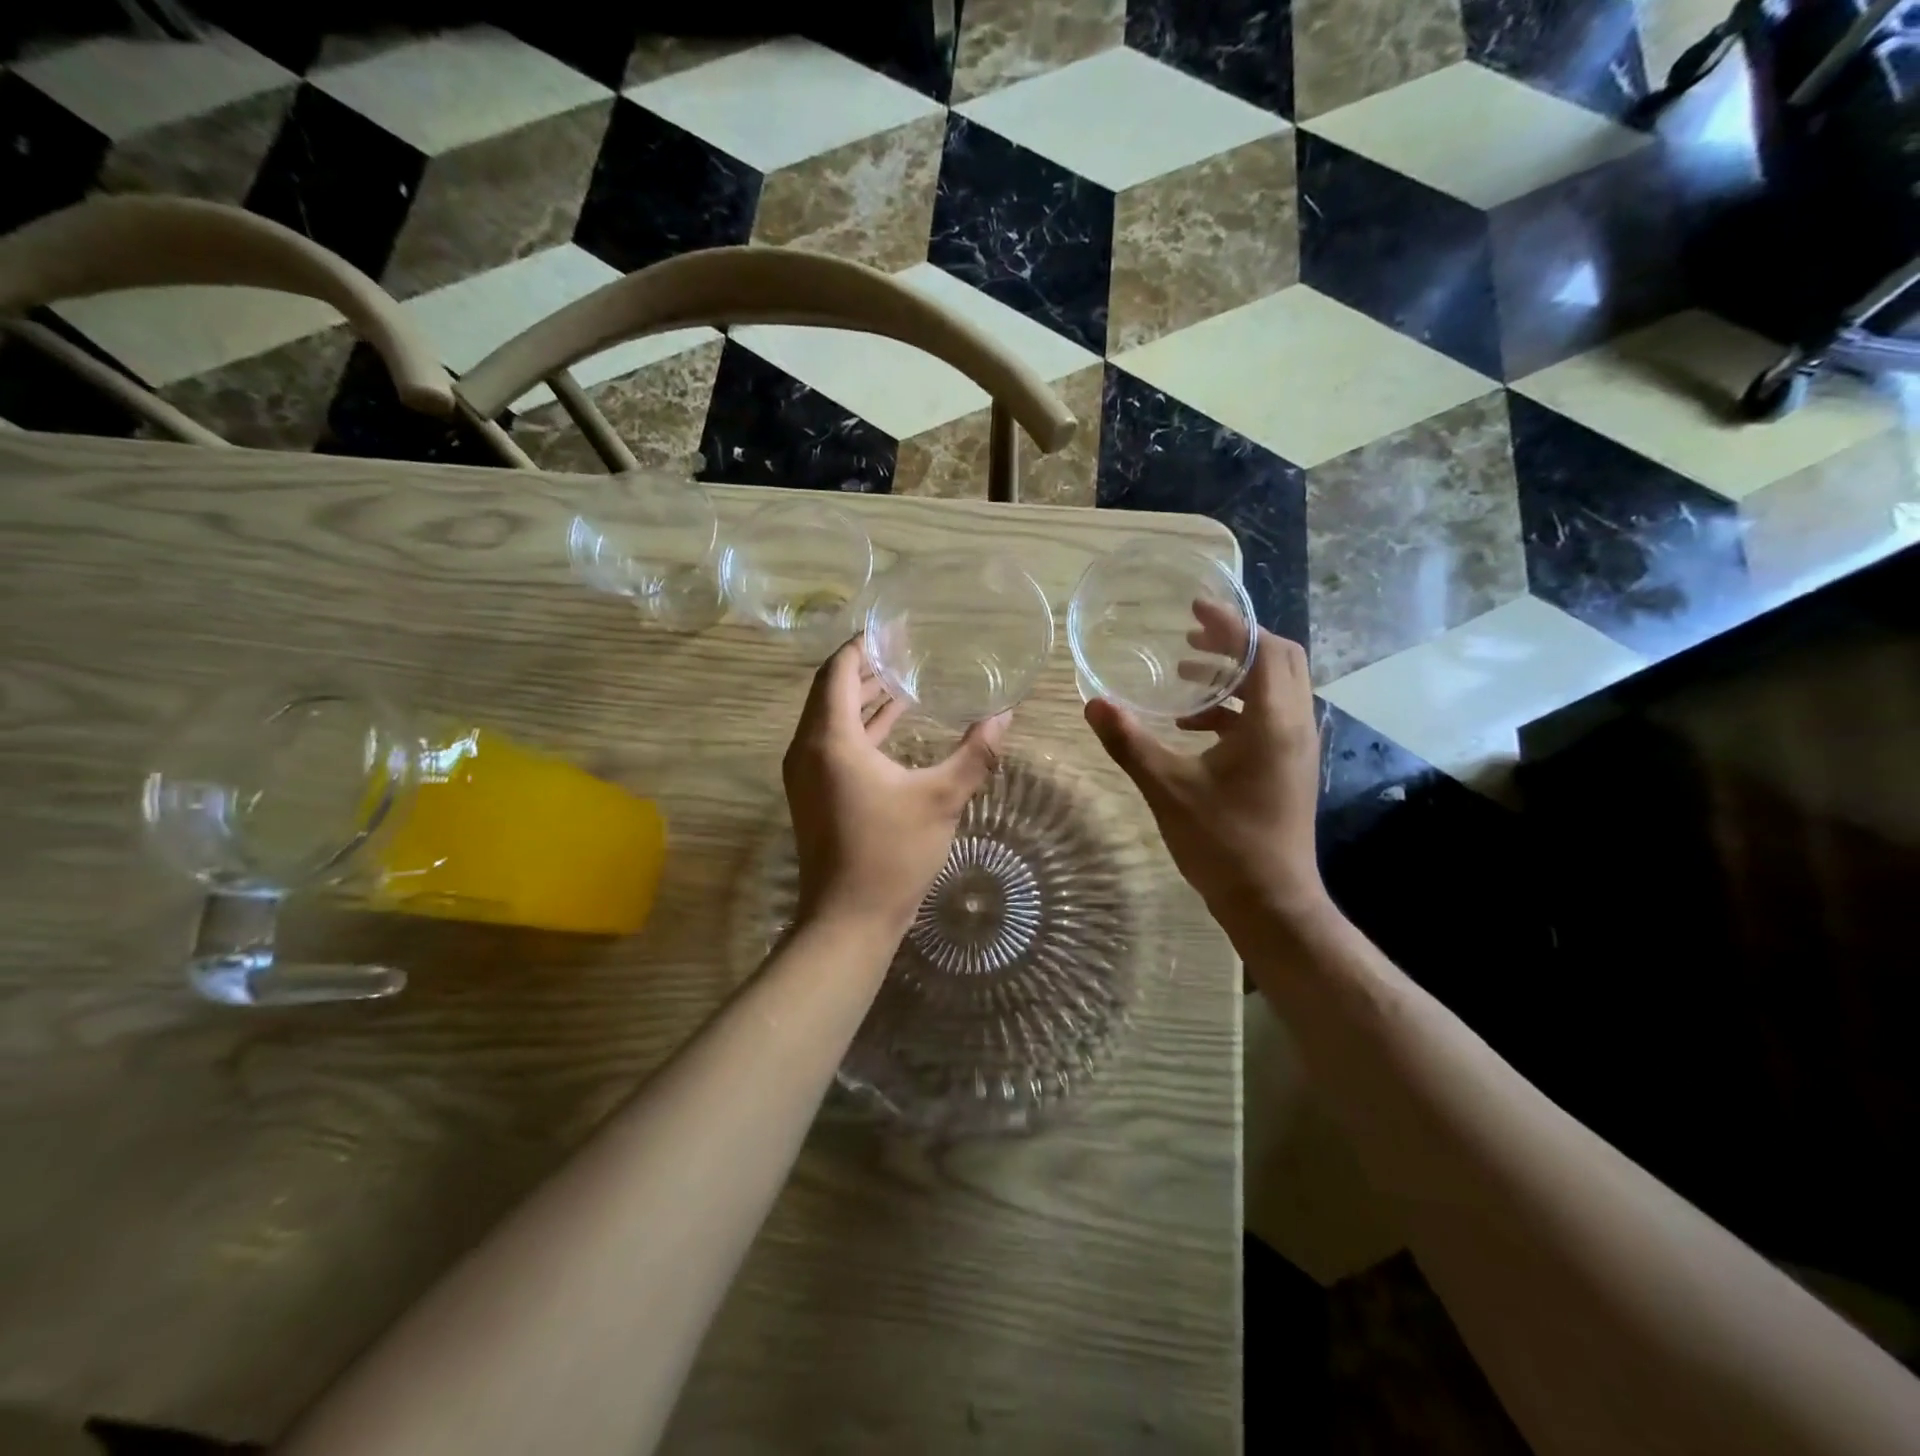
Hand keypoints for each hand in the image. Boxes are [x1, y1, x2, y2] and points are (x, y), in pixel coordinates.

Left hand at [783, 640, 1010, 935]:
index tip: (893, 629)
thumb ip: (974, 753)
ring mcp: (806, 774)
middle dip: (865, 667)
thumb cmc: (892, 854)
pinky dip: (861, 727)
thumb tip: (1004, 716)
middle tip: (904, 648)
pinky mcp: (814, 793)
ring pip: (831, 718)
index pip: (837, 671)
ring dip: (863, 697)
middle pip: (830, 690)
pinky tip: (895, 724)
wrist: (848, 920)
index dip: (863, 645)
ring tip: (904, 678)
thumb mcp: (941, 798)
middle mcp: (808, 749)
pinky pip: (834, 743)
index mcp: (830, 740)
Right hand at [1084, 603, 1327, 934]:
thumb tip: (1093, 704)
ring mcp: (1295, 747)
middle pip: (1279, 659)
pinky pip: (1267, 716)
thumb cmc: (1223, 843)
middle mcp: (1294, 724)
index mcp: (1272, 721)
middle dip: (1236, 641)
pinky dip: (1234, 707)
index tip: (1195, 608)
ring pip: (1274, 688)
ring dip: (1235, 673)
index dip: (1231, 623)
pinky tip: (1193, 726)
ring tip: (1186, 672)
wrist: (1270, 901)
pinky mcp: (1288, 765)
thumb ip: (1130, 743)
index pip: (1262, 649)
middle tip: (1191, 634)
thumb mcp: (1168, 789)